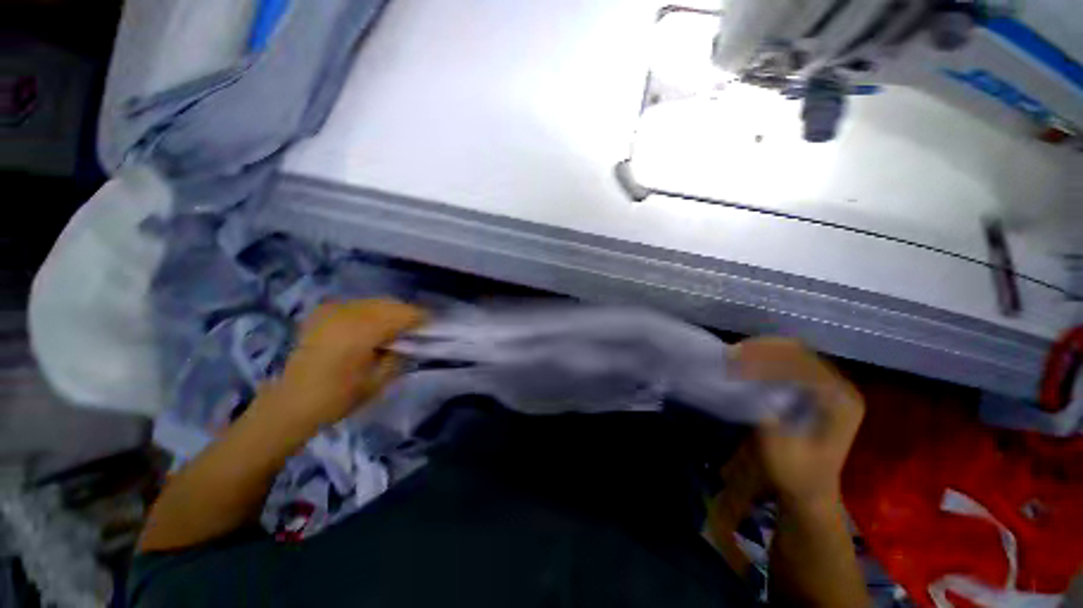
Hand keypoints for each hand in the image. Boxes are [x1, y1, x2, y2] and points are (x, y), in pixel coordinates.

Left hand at [254, 299, 426, 429]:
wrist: (291, 403)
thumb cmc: (338, 397)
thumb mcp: (379, 381)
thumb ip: (400, 356)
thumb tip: (411, 341)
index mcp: (363, 331)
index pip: (403, 314)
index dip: (421, 318)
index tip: (431, 327)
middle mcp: (348, 314)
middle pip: (390, 303)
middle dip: (406, 314)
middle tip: (414, 330)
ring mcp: (332, 311)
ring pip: (373, 301)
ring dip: (388, 312)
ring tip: (393, 328)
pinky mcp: (322, 313)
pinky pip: (355, 304)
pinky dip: (368, 312)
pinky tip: (367, 327)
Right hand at [730, 338, 863, 507]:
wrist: (811, 490)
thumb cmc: (796, 473)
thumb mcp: (779, 448)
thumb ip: (770, 414)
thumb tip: (756, 385)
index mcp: (840, 403)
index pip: (803, 365)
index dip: (769, 358)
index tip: (738, 361)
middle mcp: (841, 389)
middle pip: (801, 353)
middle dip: (764, 350)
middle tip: (734, 355)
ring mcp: (832, 387)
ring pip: (796, 353)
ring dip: (765, 352)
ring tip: (738, 356)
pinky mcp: (819, 389)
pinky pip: (793, 363)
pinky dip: (769, 360)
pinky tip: (751, 364)